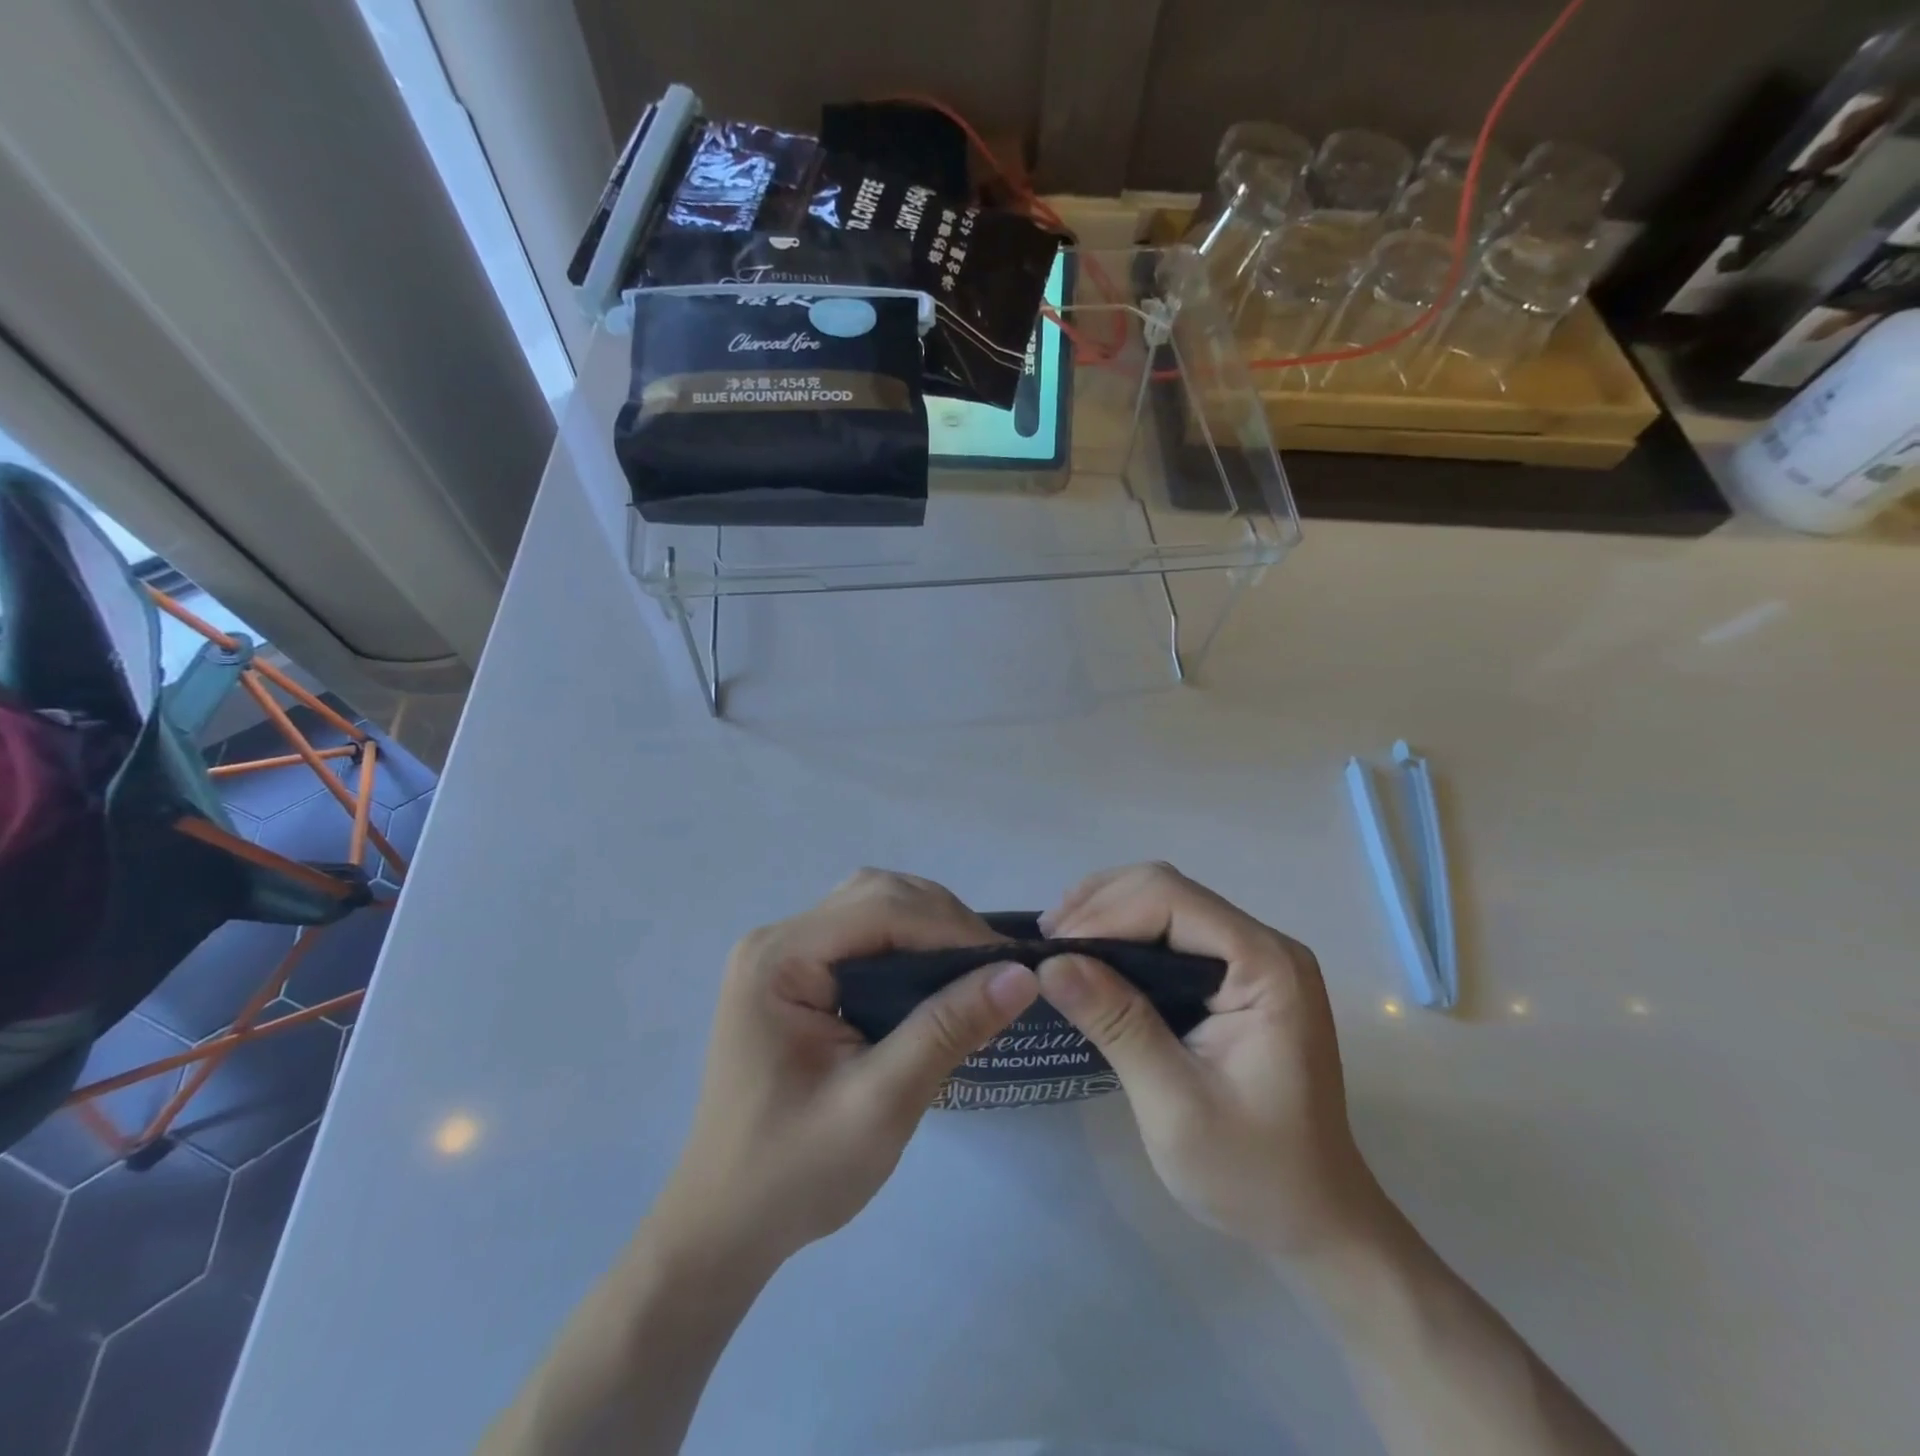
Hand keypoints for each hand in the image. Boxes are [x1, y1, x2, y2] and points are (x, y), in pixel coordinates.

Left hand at [653, 869, 1038, 1271]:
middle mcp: (776, 940)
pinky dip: (907, 945)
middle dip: (943, 921)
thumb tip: (1021, 975)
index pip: (880, 909)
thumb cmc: (795, 1173)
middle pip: (876, 895)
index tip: (1011, 962)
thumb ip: (947, 1030)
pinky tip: (935, 980)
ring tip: (974, 971)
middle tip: (997, 968)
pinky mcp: (794, 976)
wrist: (725, 1228)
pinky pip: (862, 936)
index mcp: (779, 959)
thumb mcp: (881, 1103)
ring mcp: (781, 955)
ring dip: (927, 927)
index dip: (951, 927)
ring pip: (872, 907)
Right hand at [1037, 863, 1382, 1262]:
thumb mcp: (1175, 1106)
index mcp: (1267, 967)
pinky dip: (1124, 931)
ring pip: (1165, 899)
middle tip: (1045, 945)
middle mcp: (1265, 944)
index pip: (1172, 899)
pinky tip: (1091, 954)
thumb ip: (1117, 1025)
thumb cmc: (1252, 1174)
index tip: (1051, 951)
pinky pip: (1172, 929)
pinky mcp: (1238, 974)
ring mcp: (1253, 956)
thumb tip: (1050, 964)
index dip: (1104, 913)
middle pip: (1167, 888)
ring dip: (1107, 913)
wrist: (1314, 1219)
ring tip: (1057, 945)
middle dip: (1099, 905)